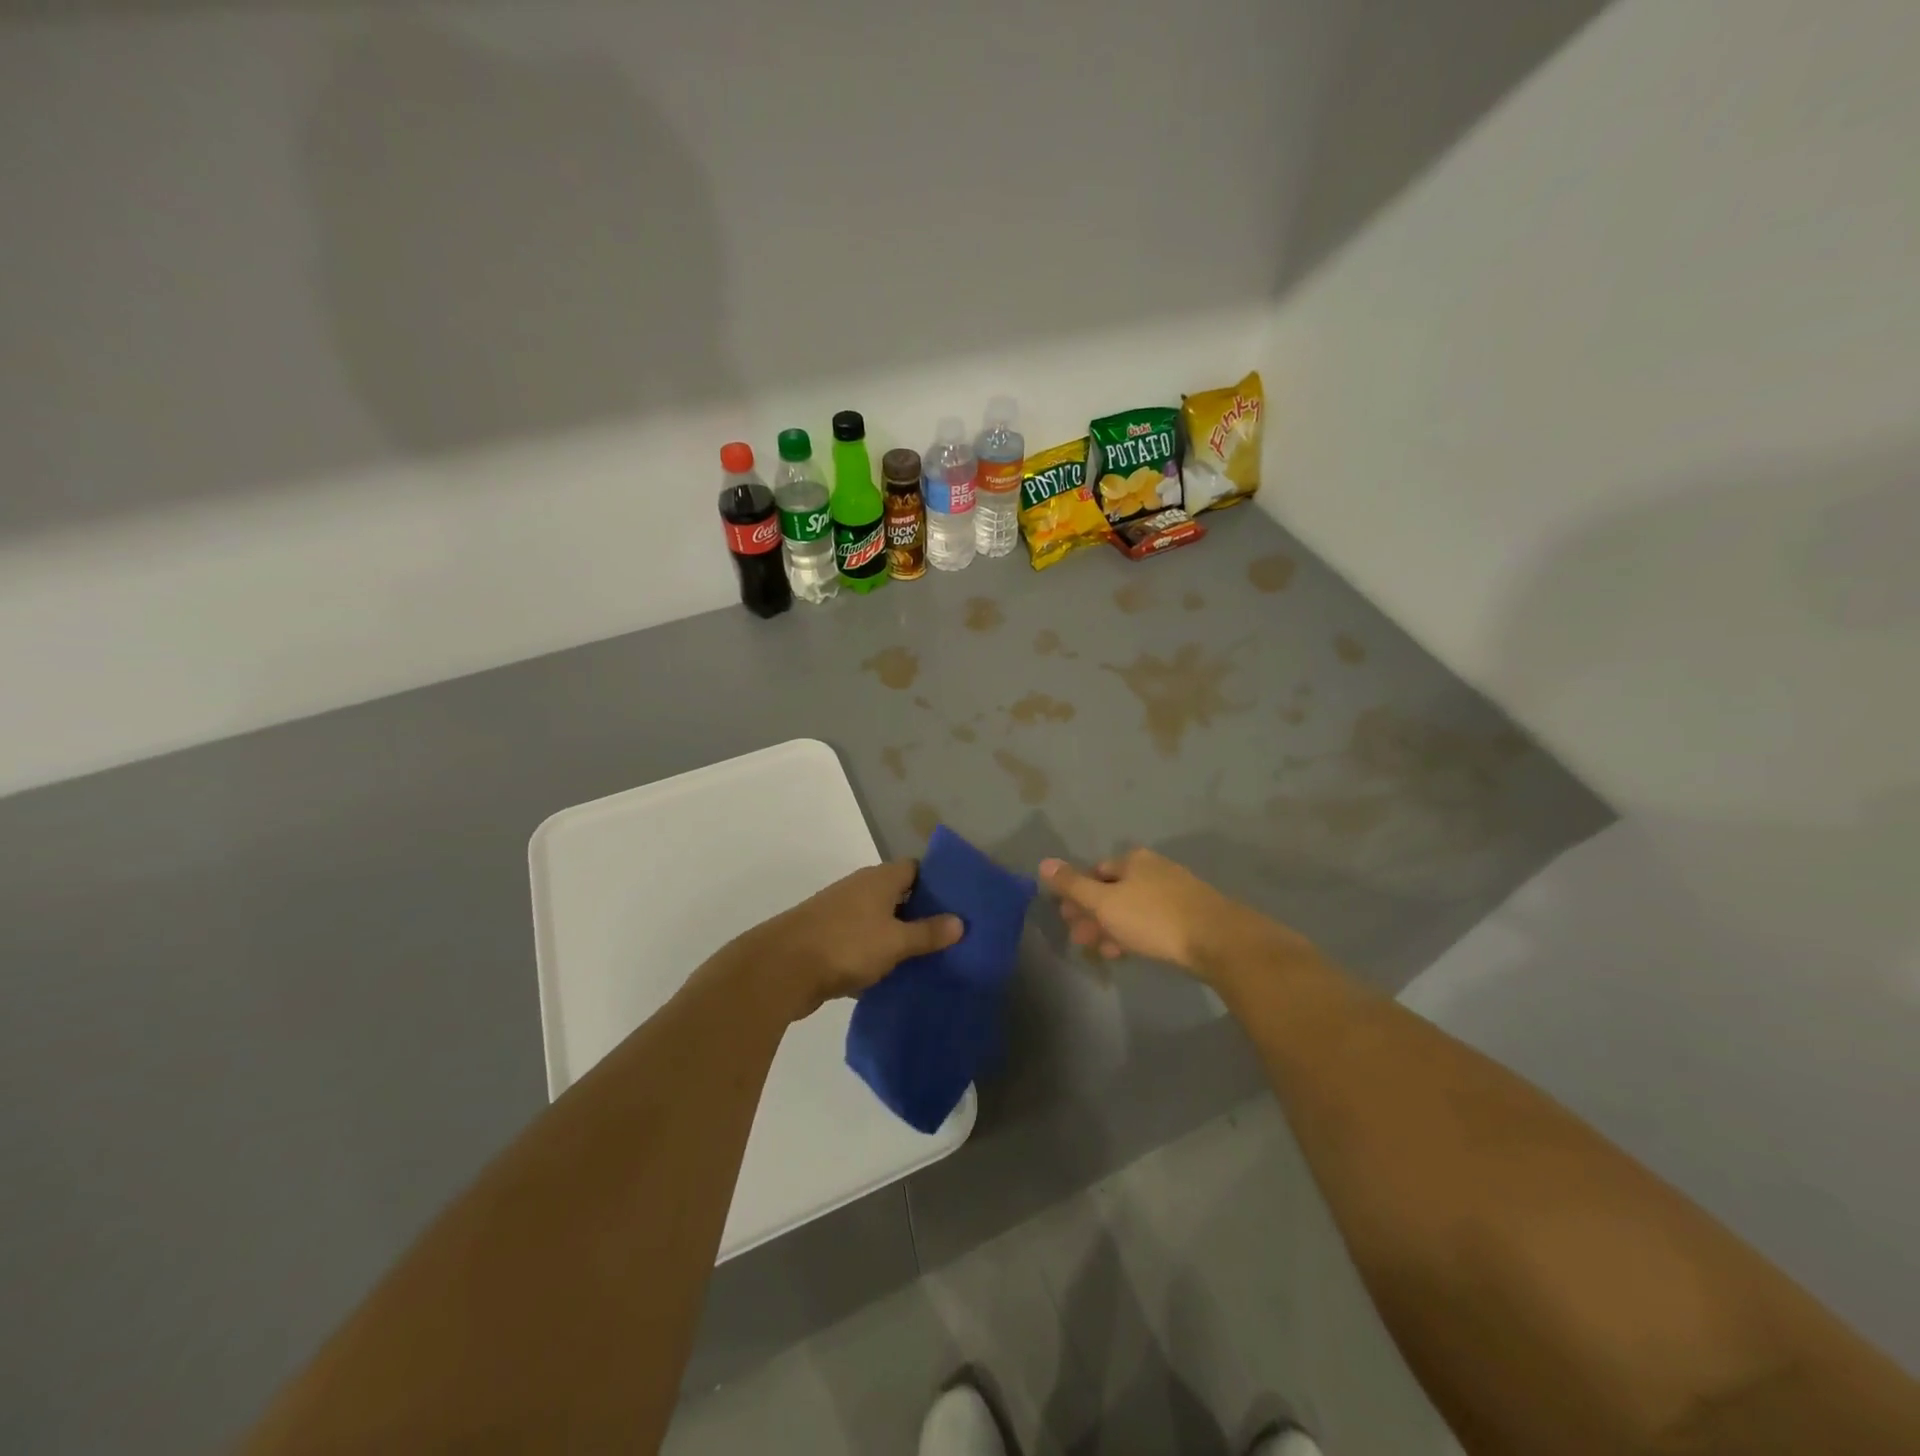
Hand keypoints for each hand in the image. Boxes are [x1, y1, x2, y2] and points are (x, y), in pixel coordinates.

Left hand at [746, 861, 962, 1020]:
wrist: (781, 969)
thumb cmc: (846, 945)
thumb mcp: (895, 941)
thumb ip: (928, 933)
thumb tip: (960, 922)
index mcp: (879, 879)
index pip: (916, 869)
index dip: (938, 882)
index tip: (960, 902)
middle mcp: (860, 889)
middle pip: (899, 894)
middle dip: (923, 912)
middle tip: (952, 933)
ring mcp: (841, 913)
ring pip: (880, 920)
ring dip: (899, 936)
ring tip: (930, 957)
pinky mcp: (827, 939)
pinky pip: (862, 942)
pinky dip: (877, 954)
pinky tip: (894, 975)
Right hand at [1041, 848, 1298, 977]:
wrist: (1218, 940)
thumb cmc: (1154, 918)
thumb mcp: (1105, 902)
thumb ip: (1073, 885)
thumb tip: (1043, 862)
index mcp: (1133, 860)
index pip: (1094, 872)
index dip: (1077, 895)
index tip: (1068, 919)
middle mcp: (1153, 869)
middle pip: (1113, 890)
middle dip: (1093, 914)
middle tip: (1081, 940)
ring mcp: (1175, 891)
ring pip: (1132, 908)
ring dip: (1112, 927)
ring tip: (1104, 953)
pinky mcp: (1190, 915)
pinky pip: (1152, 921)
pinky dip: (1135, 934)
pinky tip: (1130, 952)